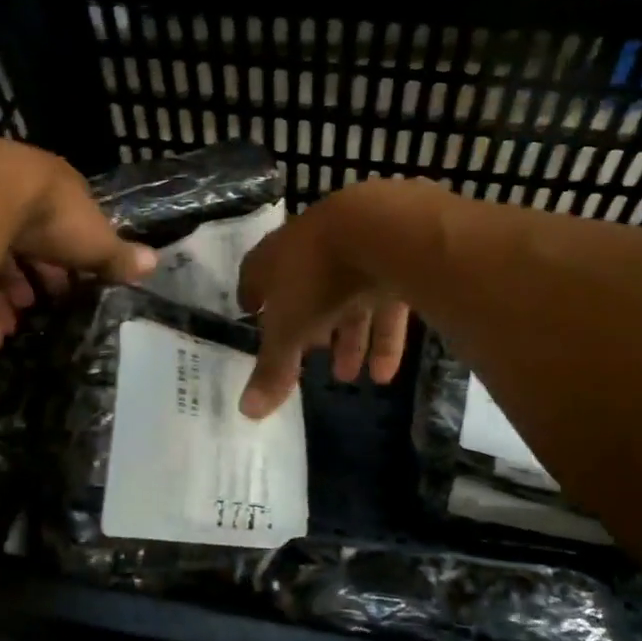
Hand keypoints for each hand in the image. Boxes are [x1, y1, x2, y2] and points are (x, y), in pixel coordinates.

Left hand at [0, 139, 155, 348]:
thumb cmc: (44, 215)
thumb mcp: (91, 239)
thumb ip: (117, 254)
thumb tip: (153, 263)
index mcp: (34, 178)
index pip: (51, 216)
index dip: (61, 254)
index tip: (65, 285)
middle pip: (9, 234)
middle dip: (23, 276)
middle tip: (33, 307)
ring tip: (8, 330)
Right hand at [237, 181, 415, 418]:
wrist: (383, 228)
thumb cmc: (317, 278)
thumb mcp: (289, 330)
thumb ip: (273, 369)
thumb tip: (246, 412)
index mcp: (275, 258)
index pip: (256, 276)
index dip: (254, 299)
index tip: (253, 316)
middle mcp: (311, 249)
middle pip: (306, 292)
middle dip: (310, 329)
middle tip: (311, 358)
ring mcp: (355, 250)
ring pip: (348, 300)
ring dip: (349, 339)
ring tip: (350, 377)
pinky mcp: (395, 258)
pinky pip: (385, 302)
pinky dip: (384, 337)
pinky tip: (386, 373)